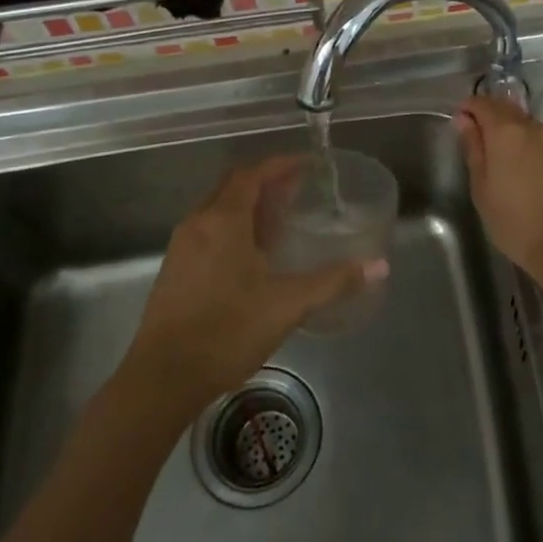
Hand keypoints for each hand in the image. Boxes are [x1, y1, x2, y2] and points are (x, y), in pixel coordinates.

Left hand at [124, 157, 386, 410]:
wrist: (163, 377)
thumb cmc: (228, 330)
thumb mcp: (288, 304)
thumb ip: (334, 281)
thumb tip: (379, 266)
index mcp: (223, 220)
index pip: (252, 174)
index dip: (281, 164)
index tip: (309, 165)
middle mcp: (198, 223)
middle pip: (233, 186)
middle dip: (266, 182)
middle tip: (299, 190)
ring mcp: (182, 247)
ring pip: (218, 210)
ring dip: (249, 207)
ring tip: (281, 221)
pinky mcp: (175, 271)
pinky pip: (208, 232)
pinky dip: (234, 229)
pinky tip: (253, 257)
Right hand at [455, 96, 542, 278]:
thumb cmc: (516, 224)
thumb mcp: (482, 190)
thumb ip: (474, 149)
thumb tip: (465, 120)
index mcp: (508, 132)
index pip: (483, 104)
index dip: (469, 108)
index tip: (461, 121)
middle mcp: (537, 127)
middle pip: (510, 111)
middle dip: (493, 120)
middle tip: (482, 144)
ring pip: (532, 128)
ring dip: (518, 137)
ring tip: (511, 164)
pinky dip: (538, 151)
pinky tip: (535, 175)